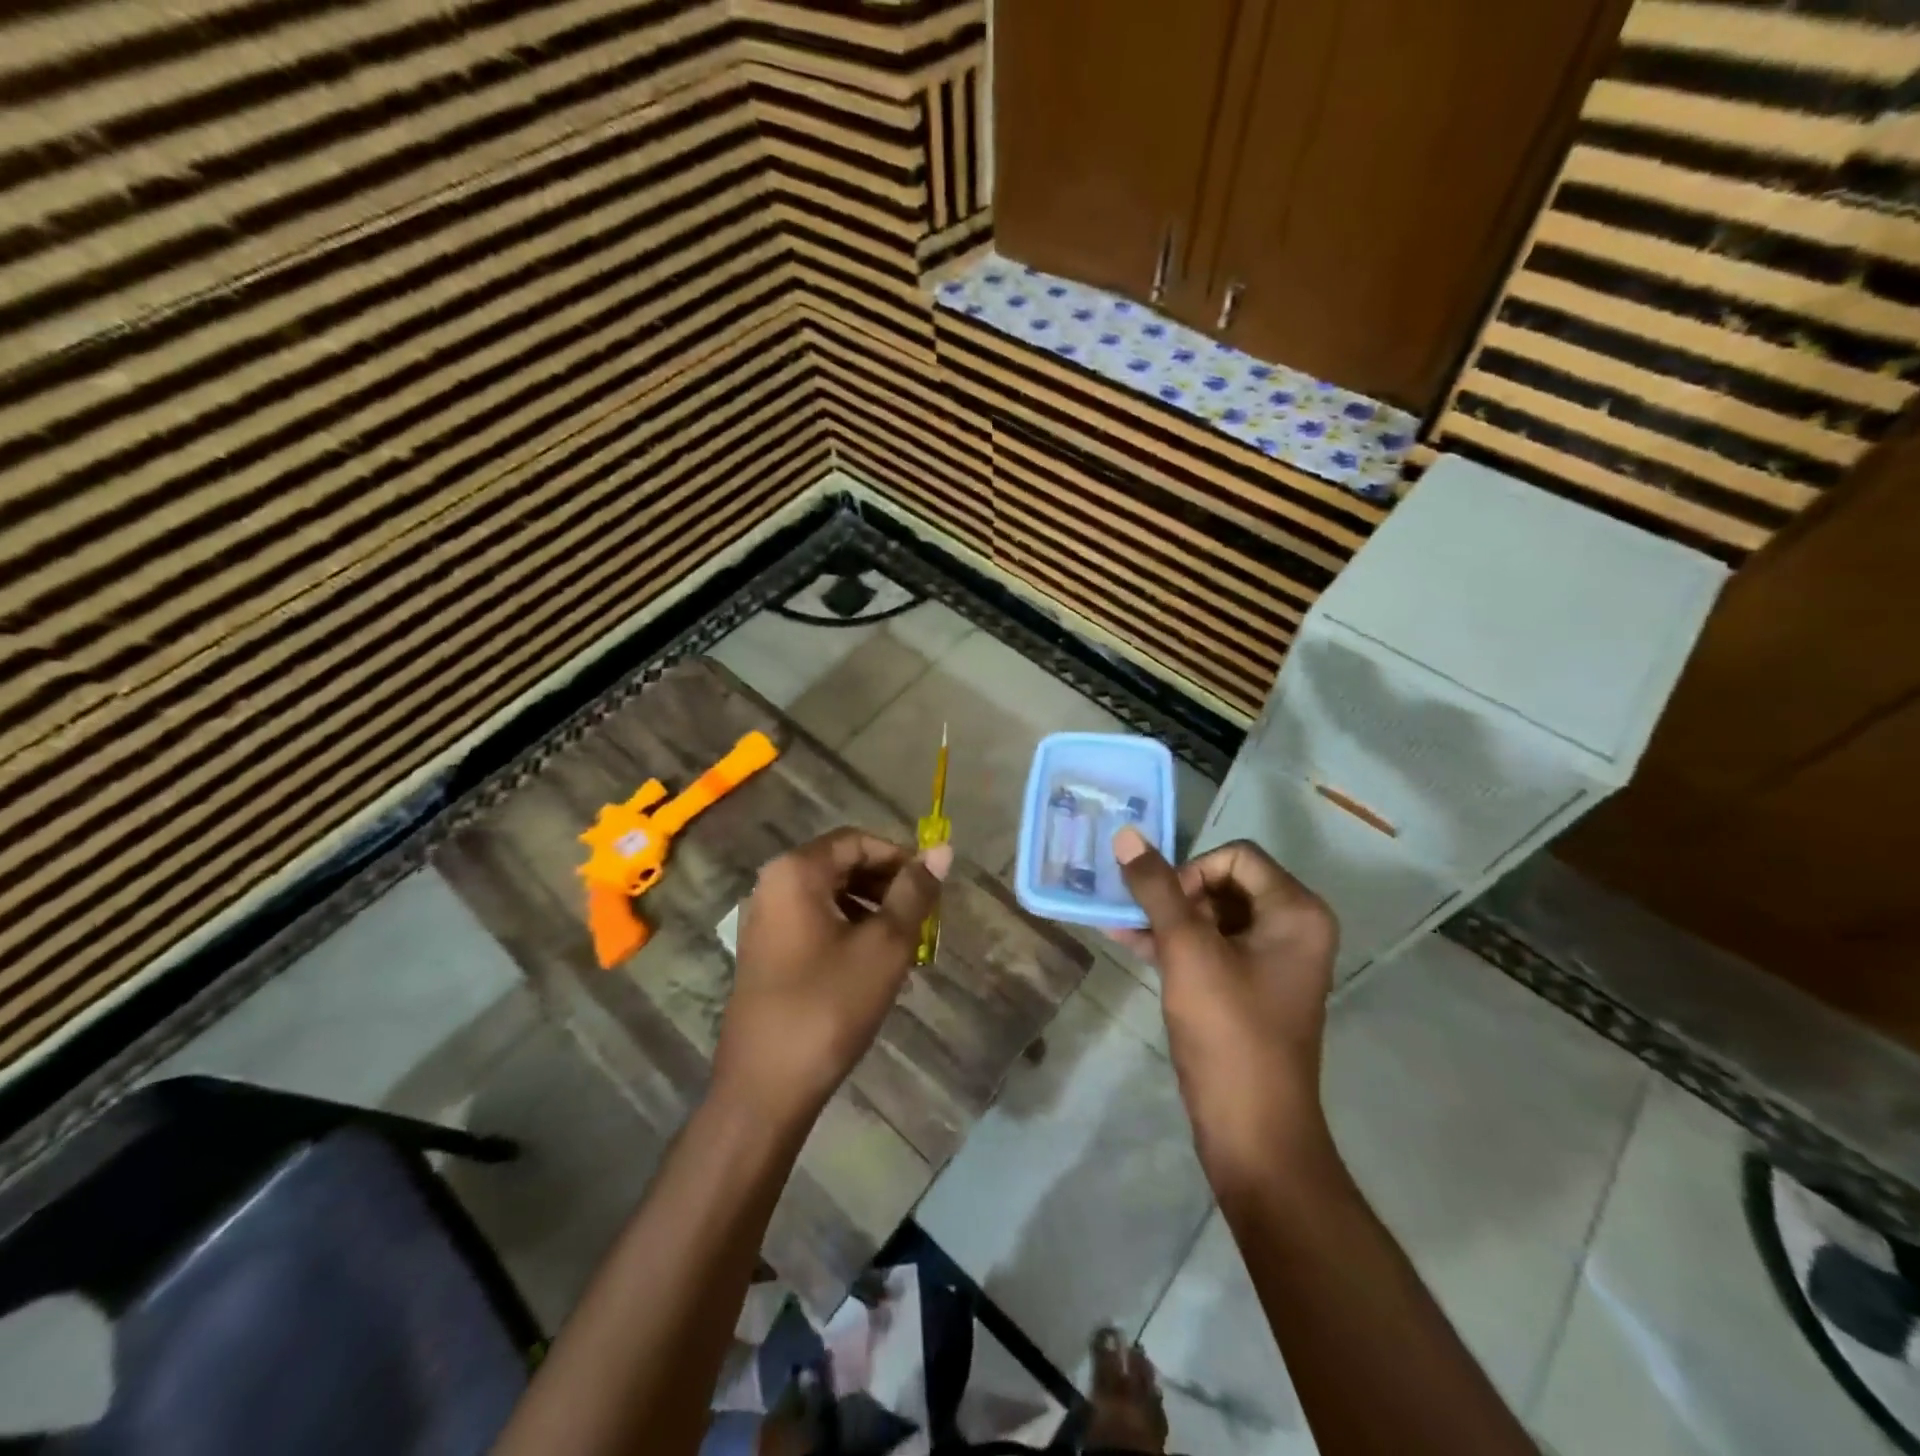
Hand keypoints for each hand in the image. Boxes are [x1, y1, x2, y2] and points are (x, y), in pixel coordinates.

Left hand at [714, 828, 951, 1125]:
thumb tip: (942, 849)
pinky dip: (848, 930)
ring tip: (904, 944)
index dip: (899, 857)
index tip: (931, 888)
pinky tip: (872, 965)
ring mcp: (764, 920)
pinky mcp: (765, 952)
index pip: (857, 841)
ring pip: (830, 896)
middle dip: (887, 885)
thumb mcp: (884, 945)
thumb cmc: (829, 1005)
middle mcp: (772, 884)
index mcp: (796, 872)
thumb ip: (914, 892)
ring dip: (871, 910)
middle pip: (841, 865)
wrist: (765, 1087)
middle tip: (922, 918)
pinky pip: (814, 922)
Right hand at [1111, 827, 1338, 1186]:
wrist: (1253, 1130)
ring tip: (1118, 924)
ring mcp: (1272, 959)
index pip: (1235, 857)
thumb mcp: (1187, 952)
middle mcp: (1292, 928)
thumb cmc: (1228, 1031)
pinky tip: (1130, 943)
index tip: (1163, 906)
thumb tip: (1126, 835)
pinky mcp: (1250, 986)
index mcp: (1296, 912)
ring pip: (1211, 915)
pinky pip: (1211, 946)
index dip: (1191, 871)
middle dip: (1174, 895)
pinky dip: (1175, 943)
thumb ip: (1156, 889)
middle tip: (1138, 917)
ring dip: (1166, 918)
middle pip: (1223, 883)